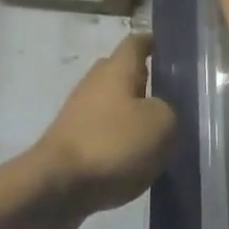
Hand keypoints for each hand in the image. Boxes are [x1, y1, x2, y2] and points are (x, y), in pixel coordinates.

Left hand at [33, 33, 174, 215]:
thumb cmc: (113, 144)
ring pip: (112, 103)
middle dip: (144, 80)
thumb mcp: (161, 125)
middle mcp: (95, 82)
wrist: (58, 184)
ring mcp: (79, 111)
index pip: (136, 43)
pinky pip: (103, 130)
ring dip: (132, 114)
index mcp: (117, 69)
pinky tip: (134, 158)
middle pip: (122, 72)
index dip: (153, 43)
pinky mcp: (72, 140)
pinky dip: (118, 138)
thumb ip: (168, 111)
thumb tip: (159, 112)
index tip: (170, 50)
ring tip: (158, 133)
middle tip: (171, 97)